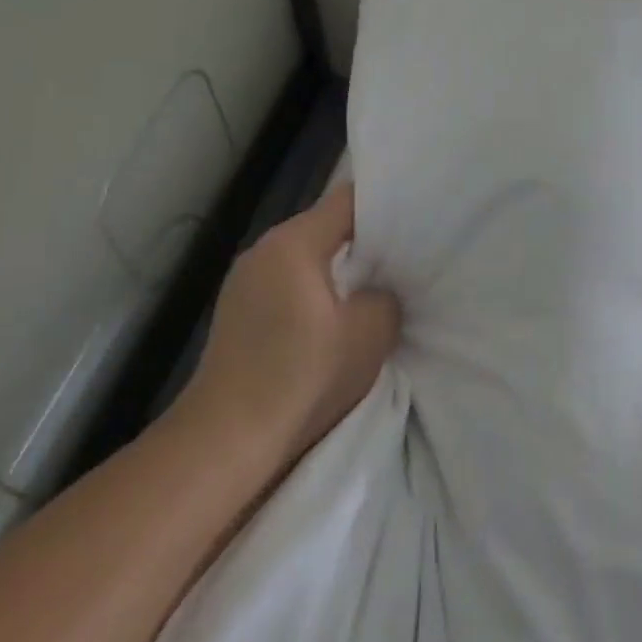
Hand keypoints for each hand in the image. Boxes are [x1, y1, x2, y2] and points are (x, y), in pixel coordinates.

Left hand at [175, 185, 400, 468]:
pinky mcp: (238, 314)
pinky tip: (335, 320)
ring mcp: (244, 282)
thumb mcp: (369, 334)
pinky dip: (314, 292)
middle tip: (404, 256)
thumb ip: (385, 298)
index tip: (414, 217)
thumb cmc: (302, 376)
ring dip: (338, 270)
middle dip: (364, 240)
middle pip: (324, 227)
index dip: (384, 204)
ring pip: (305, 258)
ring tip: (374, 288)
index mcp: (293, 242)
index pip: (347, 200)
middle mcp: (263, 250)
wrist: (226, 441)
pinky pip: (287, 285)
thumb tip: (378, 293)